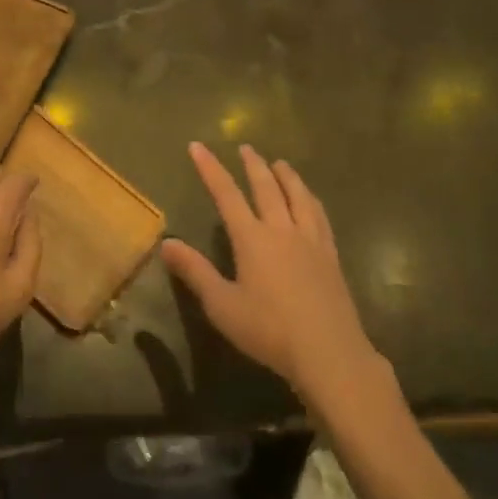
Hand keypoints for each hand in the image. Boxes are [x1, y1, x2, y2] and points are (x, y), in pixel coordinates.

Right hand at [162, 144, 392, 410]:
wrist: (329, 352)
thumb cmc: (269, 330)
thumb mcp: (222, 305)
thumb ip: (195, 272)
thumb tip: (166, 243)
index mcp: (252, 238)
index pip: (226, 194)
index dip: (210, 168)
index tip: (198, 146)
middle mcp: (282, 229)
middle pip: (266, 187)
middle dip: (253, 165)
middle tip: (246, 147)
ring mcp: (311, 240)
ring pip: (298, 196)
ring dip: (287, 175)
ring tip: (280, 163)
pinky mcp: (331, 255)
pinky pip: (320, 216)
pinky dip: (311, 199)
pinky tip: (311, 200)